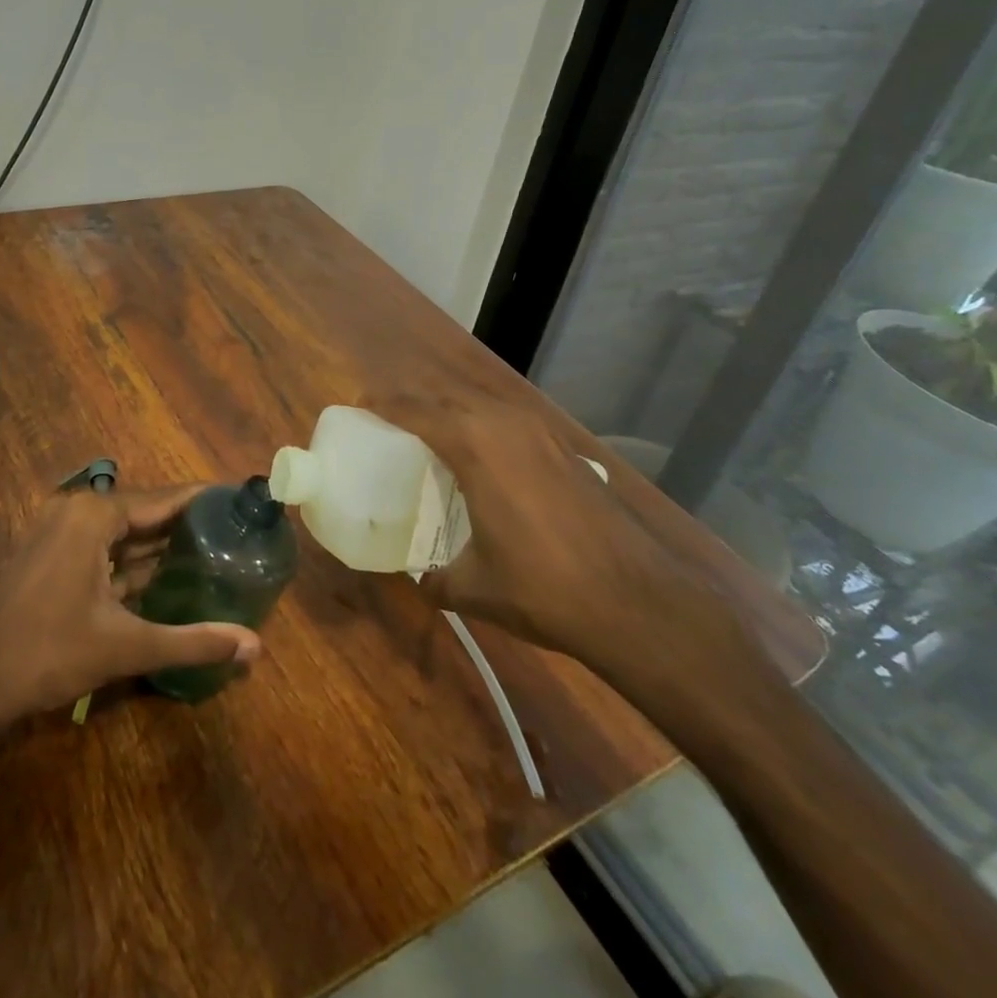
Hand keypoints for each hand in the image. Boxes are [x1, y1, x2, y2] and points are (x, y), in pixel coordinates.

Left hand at [0, 485, 262, 727]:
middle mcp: (77, 511)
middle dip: (188, 525)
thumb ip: (193, 641)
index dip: (205, 501)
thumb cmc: (47, 655)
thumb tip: (256, 647)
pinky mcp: (51, 555)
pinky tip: (168, 577)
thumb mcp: (126, 646)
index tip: (244, 505)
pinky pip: (105, 548)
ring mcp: (59, 532)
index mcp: (94, 515)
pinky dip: (134, 561)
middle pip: (146, 511)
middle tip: (238, 535)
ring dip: (162, 545)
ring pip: (125, 532)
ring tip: (214, 552)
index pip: (165, 498)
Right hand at [367, 388, 710, 673]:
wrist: (637, 601)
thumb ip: (435, 577)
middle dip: (413, 404)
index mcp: (474, 444)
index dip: (382, 405)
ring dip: (451, 413)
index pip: (414, 409)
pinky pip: (509, 422)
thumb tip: (419, 578)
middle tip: (389, 425)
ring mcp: (542, 432)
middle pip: (446, 397)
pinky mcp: (565, 449)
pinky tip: (484, 462)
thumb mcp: (473, 587)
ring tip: (430, 439)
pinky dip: (484, 428)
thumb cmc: (543, 588)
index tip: (359, 409)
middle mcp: (506, 423)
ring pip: (481, 404)